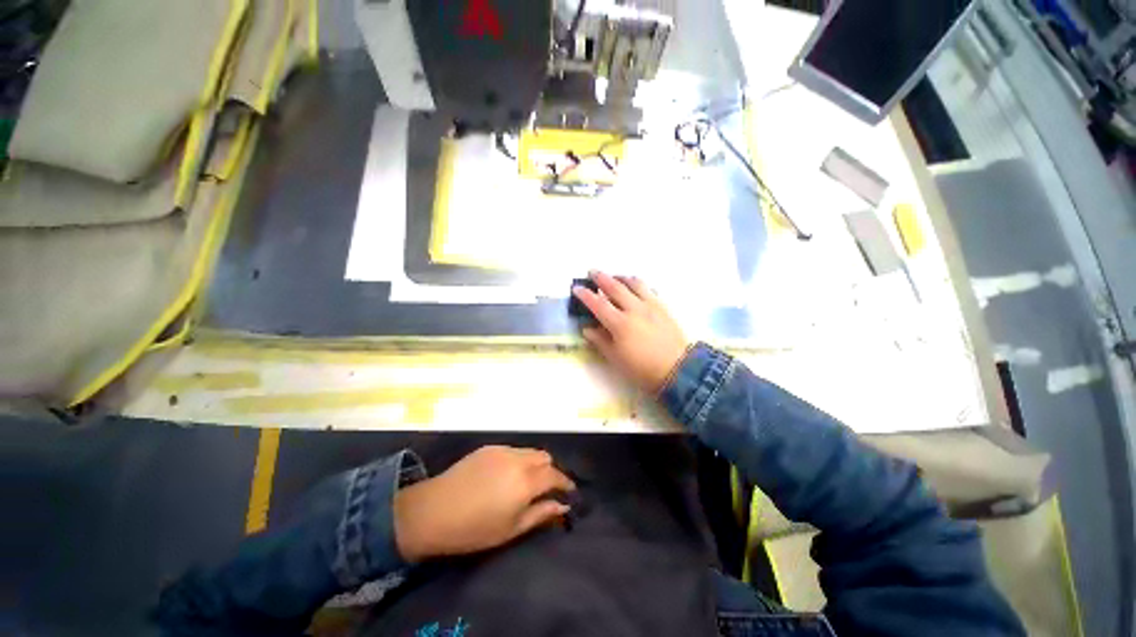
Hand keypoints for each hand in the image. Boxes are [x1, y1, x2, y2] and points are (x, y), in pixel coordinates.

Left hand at [393, 446, 575, 562]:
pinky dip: (519, 460)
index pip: (556, 475)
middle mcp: (519, 460)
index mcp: (526, 482)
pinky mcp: (489, 447)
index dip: (566, 483)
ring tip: (526, 481)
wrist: (433, 511)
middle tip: (545, 489)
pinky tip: (506, 475)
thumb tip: (562, 505)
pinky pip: (513, 450)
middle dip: (551, 471)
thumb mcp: (511, 529)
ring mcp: (503, 450)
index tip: (570, 492)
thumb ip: (541, 514)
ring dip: (535, 464)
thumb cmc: (474, 529)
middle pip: (545, 457)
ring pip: (530, 451)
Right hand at [573, 271, 690, 392]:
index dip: (585, 295)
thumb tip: (587, 328)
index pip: (598, 304)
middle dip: (601, 277)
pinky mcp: (663, 307)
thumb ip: (600, 341)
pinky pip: (649, 289)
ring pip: (634, 283)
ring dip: (621, 277)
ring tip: (613, 276)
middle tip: (592, 271)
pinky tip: (635, 286)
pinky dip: (638, 284)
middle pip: (615, 287)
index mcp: (620, 324)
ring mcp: (650, 306)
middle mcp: (634, 309)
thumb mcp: (616, 358)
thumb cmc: (642, 368)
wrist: (677, 369)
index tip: (576, 288)